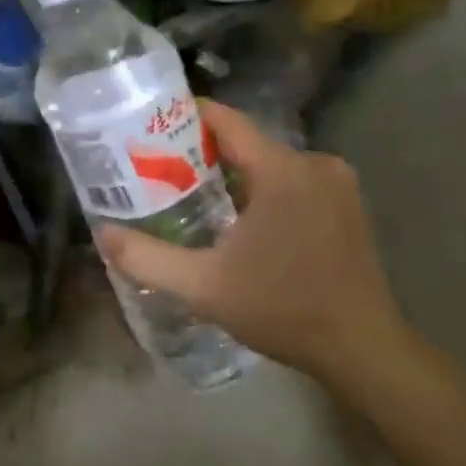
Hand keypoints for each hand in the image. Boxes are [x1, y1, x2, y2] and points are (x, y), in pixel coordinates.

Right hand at [98, 101, 407, 389]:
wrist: (362, 349)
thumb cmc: (283, 310)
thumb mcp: (204, 287)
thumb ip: (148, 258)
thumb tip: (104, 235)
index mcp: (283, 170)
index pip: (226, 120)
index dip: (185, 116)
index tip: (149, 127)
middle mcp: (315, 164)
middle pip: (246, 142)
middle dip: (201, 153)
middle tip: (159, 171)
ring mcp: (337, 184)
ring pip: (269, 163)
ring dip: (233, 175)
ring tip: (190, 196)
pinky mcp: (347, 204)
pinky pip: (292, 181)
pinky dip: (262, 190)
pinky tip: (239, 221)